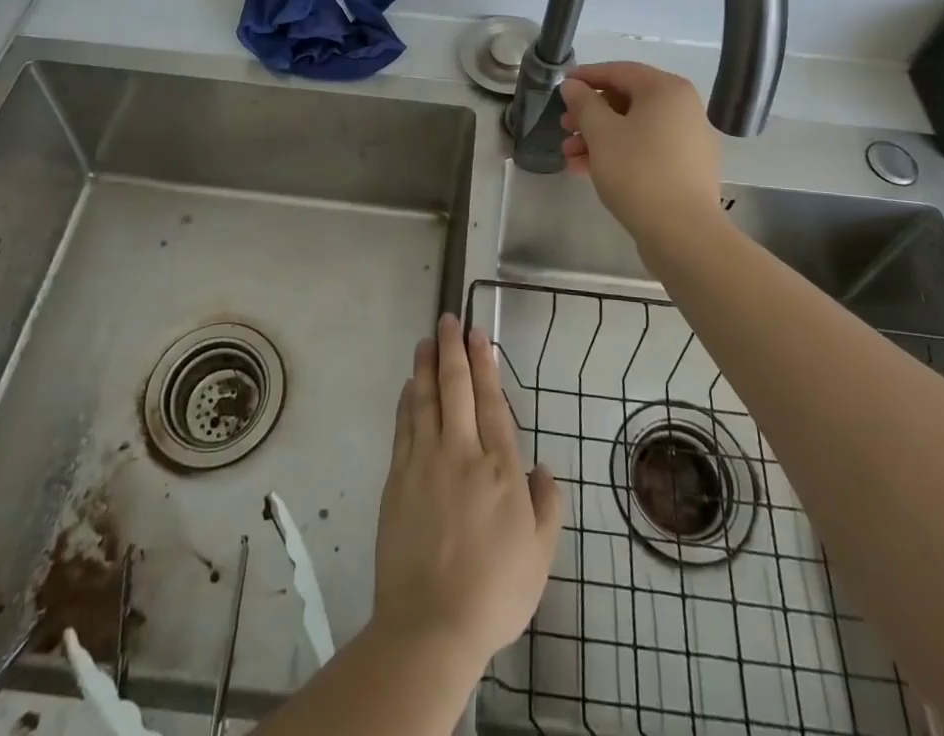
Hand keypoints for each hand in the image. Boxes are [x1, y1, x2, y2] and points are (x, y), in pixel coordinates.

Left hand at [372, 314, 561, 669]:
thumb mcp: (540, 555)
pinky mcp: (397, 477)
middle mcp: (460, 452)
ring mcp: (424, 461)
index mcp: (499, 467)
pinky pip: (403, 426)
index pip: (491, 400)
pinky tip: (409, 387)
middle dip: (451, 349)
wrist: (430, 624)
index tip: (477, 334)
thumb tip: (543, 468)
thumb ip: (546, 506)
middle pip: (455, 387)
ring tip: (426, 341)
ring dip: (426, 366)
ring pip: (425, 399)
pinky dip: (407, 401)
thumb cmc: (494, 591)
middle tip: (447, 320)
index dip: (484, 363)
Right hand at [559, 61, 724, 241]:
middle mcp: (684, 108)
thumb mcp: (601, 133)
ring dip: (599, 137)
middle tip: (563, 126)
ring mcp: (688, 140)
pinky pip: (647, 149)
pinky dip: (619, 153)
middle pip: (628, 100)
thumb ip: (584, 103)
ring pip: (635, 128)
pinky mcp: (686, 169)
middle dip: (590, 114)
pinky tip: (588, 170)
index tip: (562, 86)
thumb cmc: (637, 171)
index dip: (588, 76)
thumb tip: (573, 86)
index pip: (620, 71)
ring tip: (570, 156)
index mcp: (667, 90)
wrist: (682, 233)